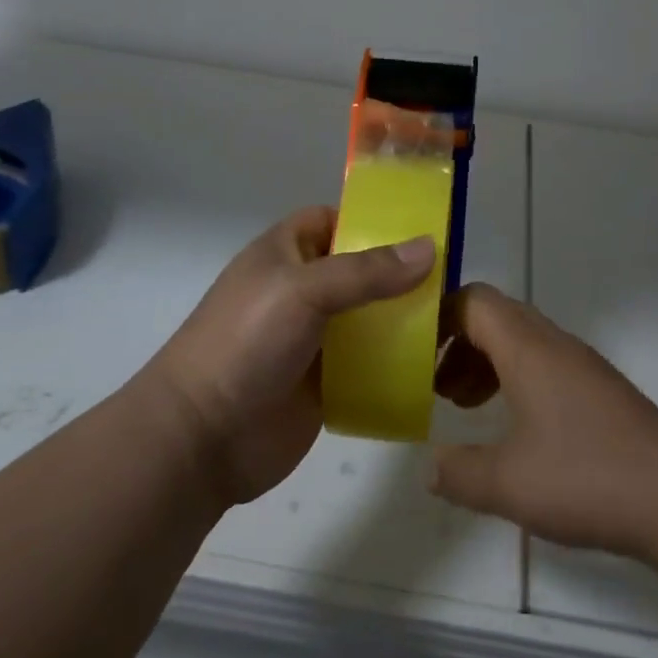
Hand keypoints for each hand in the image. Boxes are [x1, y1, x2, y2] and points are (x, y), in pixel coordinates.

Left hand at [146, 206, 435, 504]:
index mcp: (285, 254)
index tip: (421, 228)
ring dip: (404, 318)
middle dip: (400, 273)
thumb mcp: (304, 291)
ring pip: (369, 317)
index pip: (333, 220)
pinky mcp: (326, 382)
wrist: (203, 438)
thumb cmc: (246, 342)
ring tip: (455, 318)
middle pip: (360, 270)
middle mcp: (301, 290)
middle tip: (453, 277)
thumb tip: (429, 248)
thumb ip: (366, 271)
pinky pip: (370, 363)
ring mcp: (314, 338)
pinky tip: (434, 363)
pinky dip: (397, 361)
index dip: (371, 219)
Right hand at [429, 284, 657, 561]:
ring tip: (465, 406)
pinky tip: (513, 430)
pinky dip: (515, 381)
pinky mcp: (601, 393)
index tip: (412, 350)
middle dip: (458, 343)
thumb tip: (429, 467)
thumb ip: (459, 473)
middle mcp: (555, 345)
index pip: (475, 301)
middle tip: (434, 385)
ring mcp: (582, 367)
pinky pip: (544, 366)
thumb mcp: (508, 483)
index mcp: (528, 348)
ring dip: (487, 363)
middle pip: (496, 317)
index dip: (439, 316)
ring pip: (522, 342)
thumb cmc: (587, 476)